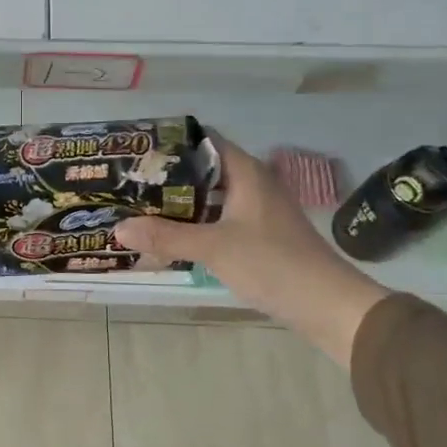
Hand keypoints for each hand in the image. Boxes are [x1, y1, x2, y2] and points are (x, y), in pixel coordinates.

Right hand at [114, 138, 387, 366]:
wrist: (328, 305)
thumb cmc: (273, 264)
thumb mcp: (214, 248)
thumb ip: (166, 237)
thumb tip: (118, 228)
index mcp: (246, 173)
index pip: (204, 141)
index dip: (171, 142)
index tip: (137, 150)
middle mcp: (253, 184)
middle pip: (203, 170)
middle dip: (167, 177)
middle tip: (128, 183)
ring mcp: (257, 211)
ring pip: (210, 198)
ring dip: (179, 203)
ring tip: (140, 208)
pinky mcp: (259, 236)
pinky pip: (218, 219)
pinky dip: (194, 224)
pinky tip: (170, 237)